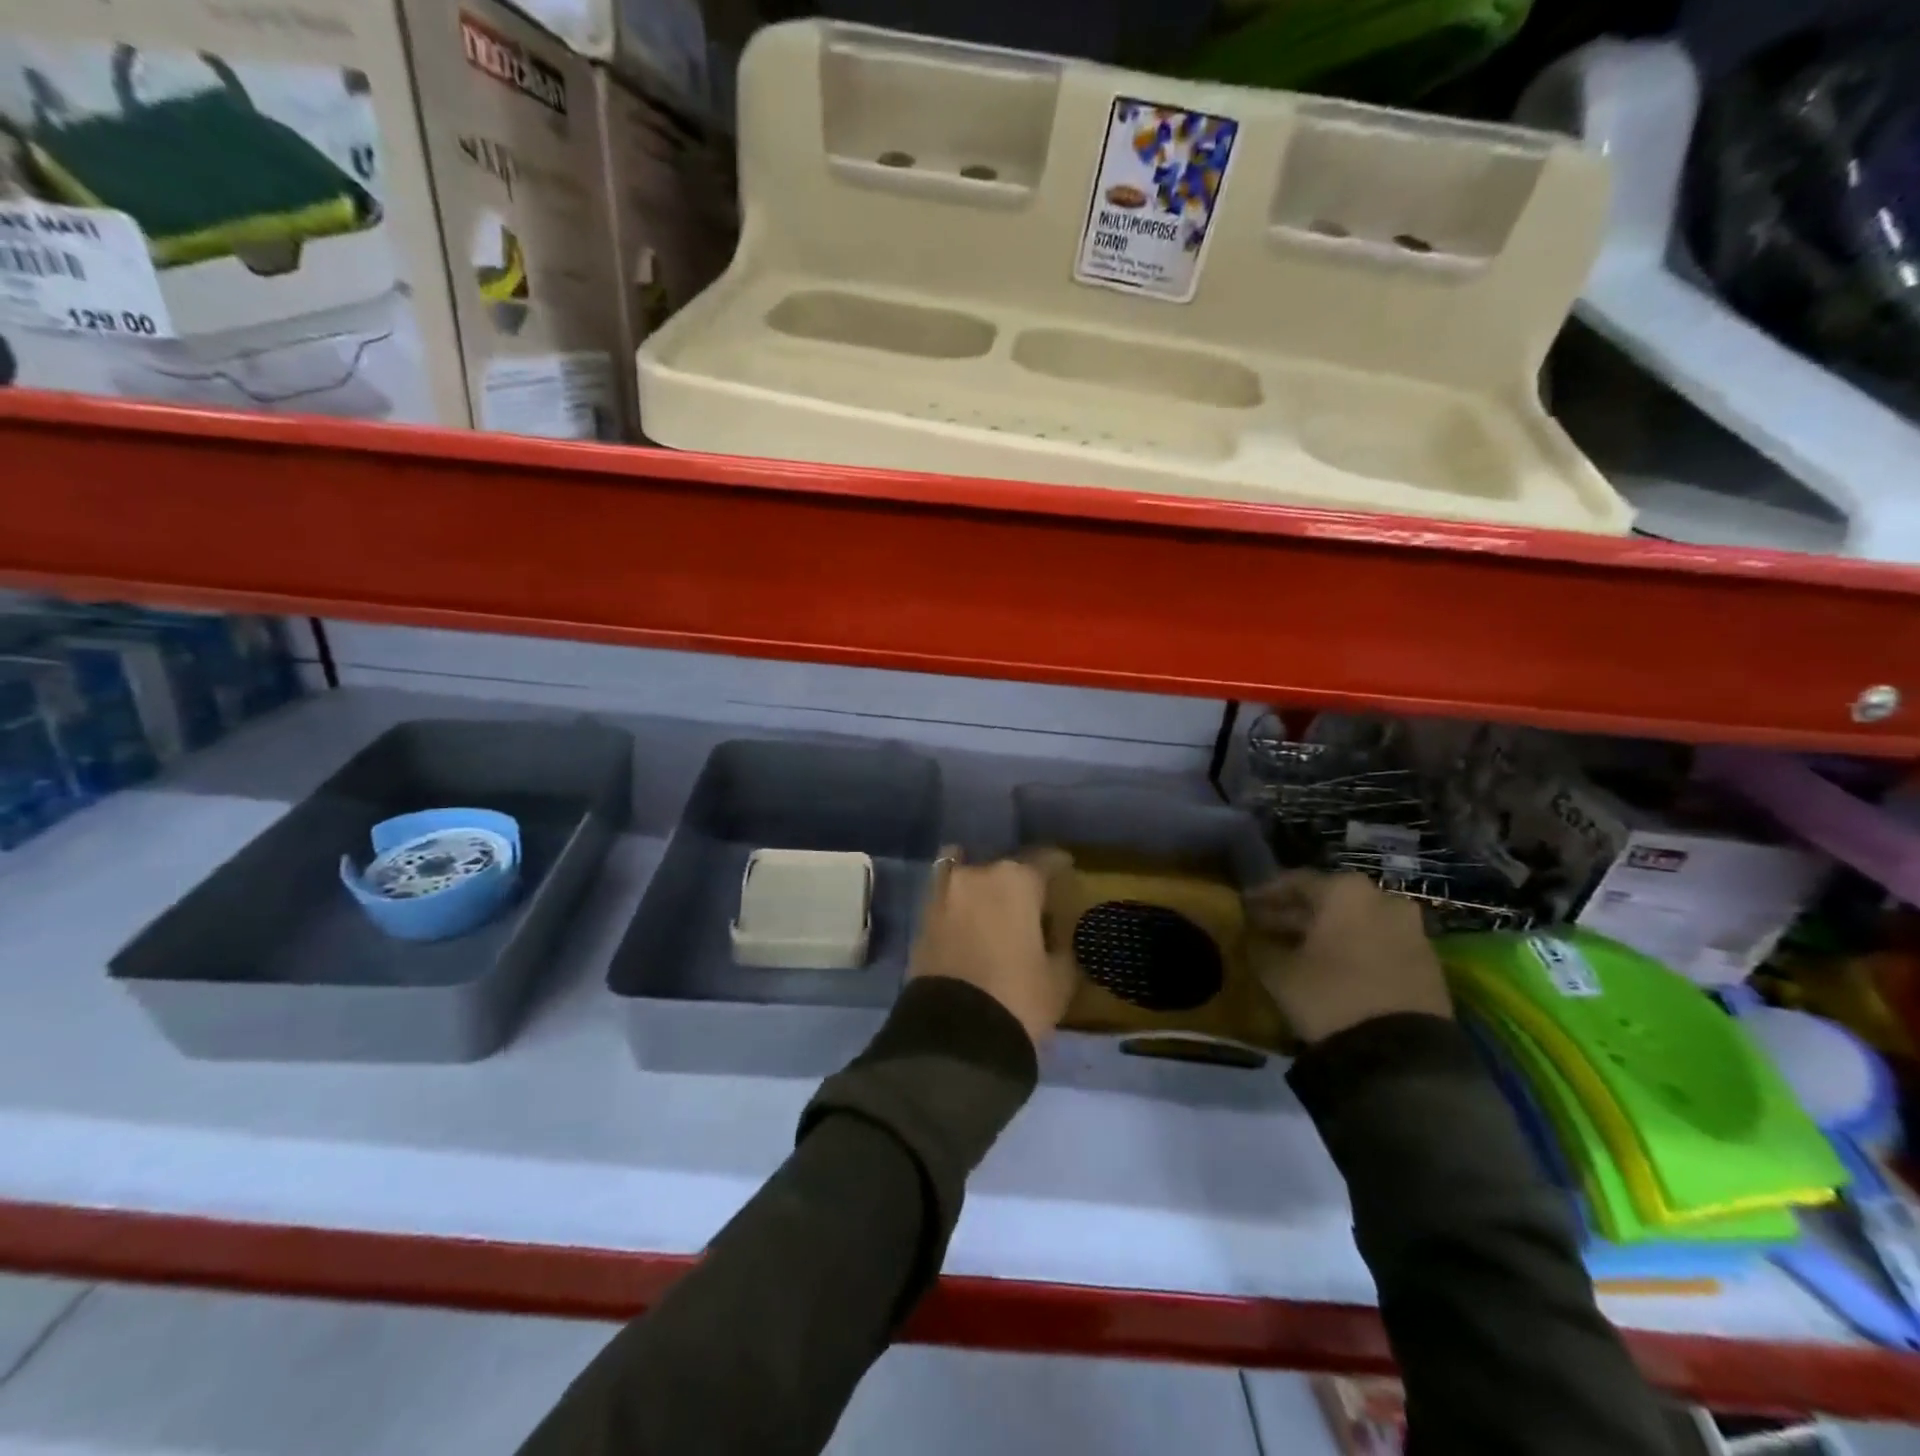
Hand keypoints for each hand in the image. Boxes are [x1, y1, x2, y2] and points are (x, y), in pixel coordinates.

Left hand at [909, 847, 1077, 1047]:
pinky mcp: (921, 919)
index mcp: (1016, 880)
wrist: (954, 1036)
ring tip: (994, 911)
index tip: (1067, 871)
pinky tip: (971, 924)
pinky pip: (947, 900)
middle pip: (1003, 867)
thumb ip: (1061, 944)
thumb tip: (1055, 935)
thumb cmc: (1018, 998)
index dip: (1059, 866)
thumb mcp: (1059, 976)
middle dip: (1017, 881)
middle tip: (1030, 903)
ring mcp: (943, 894)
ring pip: (967, 876)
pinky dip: (959, 906)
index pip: (1045, 860)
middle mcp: (976, 875)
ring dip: (981, 888)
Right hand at [1246, 871, 1451, 1043]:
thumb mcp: (1277, 971)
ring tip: (1294, 951)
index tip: (1244, 906)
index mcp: (1344, 891)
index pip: (1294, 881)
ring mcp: (1410, 930)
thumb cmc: (1329, 995)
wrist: (1402, 1055)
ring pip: (1355, 922)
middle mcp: (1382, 899)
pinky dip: (1351, 950)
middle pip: (1328, 901)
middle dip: (1294, 915)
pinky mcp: (1427, 963)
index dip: (1264, 894)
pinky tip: (1329, 968)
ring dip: (1323, 933)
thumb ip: (1258, 945)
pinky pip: (1378, 944)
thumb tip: (1250, 936)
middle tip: (1264, 929)